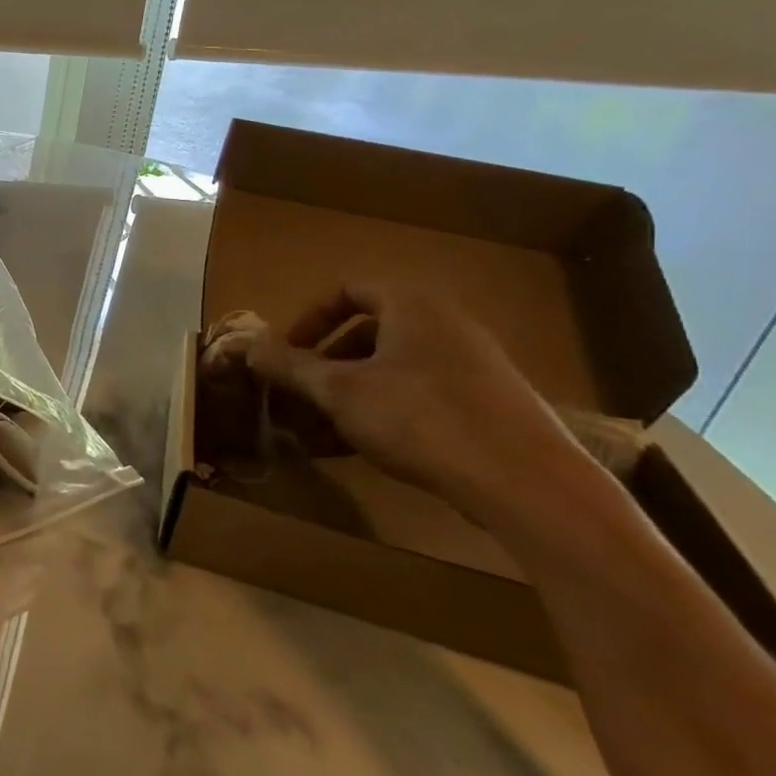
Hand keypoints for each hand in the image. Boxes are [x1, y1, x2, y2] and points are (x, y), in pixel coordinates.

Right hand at [248, 283, 598, 526]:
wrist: (526, 485)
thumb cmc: (420, 418)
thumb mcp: (339, 390)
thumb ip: (290, 365)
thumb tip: (248, 346)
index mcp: (413, 306)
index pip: (349, 290)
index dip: (309, 318)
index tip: (286, 351)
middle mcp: (446, 326)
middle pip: (368, 333)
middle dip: (324, 364)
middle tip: (298, 394)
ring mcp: (472, 368)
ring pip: (391, 370)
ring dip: (347, 395)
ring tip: (317, 430)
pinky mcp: (487, 407)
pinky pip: (418, 397)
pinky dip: (381, 413)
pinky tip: (357, 449)